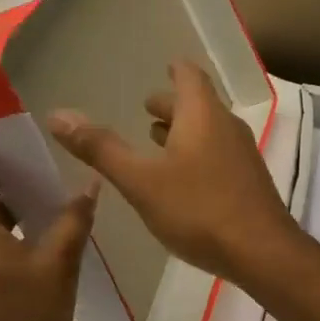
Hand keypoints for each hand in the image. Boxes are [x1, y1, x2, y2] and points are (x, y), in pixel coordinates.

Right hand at [47, 61, 297, 286]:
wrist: (262, 252)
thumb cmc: (199, 209)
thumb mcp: (141, 181)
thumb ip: (101, 148)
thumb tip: (58, 115)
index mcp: (202, 115)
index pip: (189, 76)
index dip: (175, 70)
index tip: (164, 67)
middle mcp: (226, 126)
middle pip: (198, 104)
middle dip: (171, 104)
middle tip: (146, 108)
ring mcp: (242, 155)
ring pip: (208, 131)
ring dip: (183, 130)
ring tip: (156, 139)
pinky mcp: (247, 182)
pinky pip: (217, 154)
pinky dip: (196, 153)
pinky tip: (181, 177)